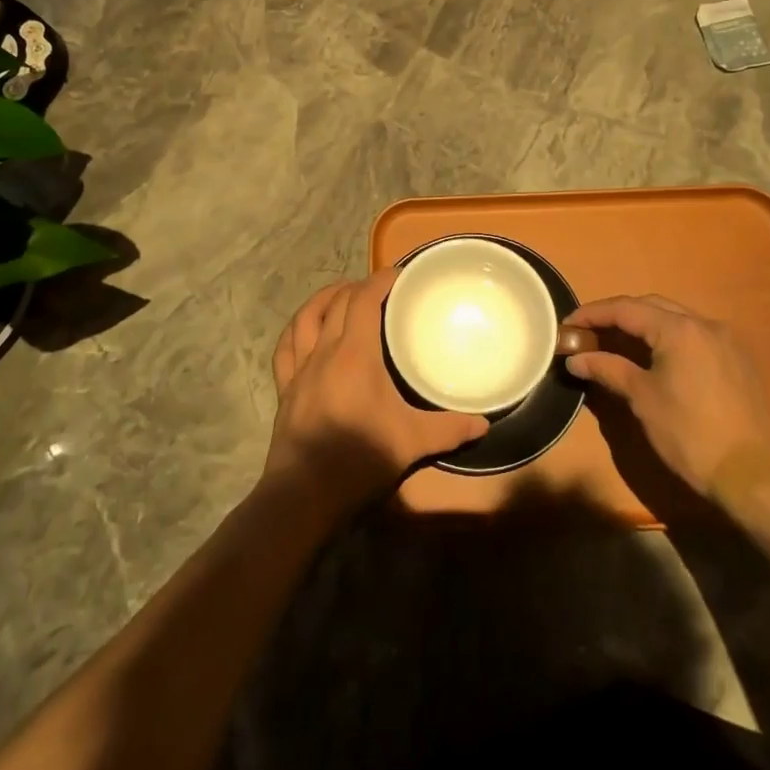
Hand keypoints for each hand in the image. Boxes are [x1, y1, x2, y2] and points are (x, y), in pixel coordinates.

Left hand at [264, 270, 488, 518]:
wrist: (305, 494)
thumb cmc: (359, 459)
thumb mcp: (412, 443)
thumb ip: (449, 429)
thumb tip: (484, 424)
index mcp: (355, 353)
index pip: (365, 299)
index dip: (381, 280)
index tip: (401, 275)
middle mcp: (324, 351)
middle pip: (338, 302)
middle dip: (359, 287)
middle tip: (381, 290)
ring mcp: (300, 369)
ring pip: (306, 317)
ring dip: (324, 299)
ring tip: (341, 294)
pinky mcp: (285, 388)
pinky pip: (285, 348)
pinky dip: (296, 330)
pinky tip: (304, 330)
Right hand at [558, 294, 769, 499]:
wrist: (752, 476)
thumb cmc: (690, 434)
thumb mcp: (642, 399)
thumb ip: (608, 369)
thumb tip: (574, 358)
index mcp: (678, 329)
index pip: (626, 309)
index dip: (592, 314)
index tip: (568, 325)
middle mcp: (704, 324)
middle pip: (651, 306)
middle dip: (617, 315)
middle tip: (590, 331)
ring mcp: (725, 340)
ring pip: (675, 318)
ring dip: (643, 324)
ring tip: (617, 341)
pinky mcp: (737, 360)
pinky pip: (694, 335)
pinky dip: (668, 337)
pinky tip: (655, 356)